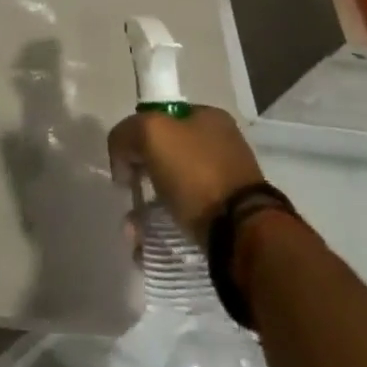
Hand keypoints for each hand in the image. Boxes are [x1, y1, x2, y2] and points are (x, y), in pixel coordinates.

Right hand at [107, 105, 265, 241]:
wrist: (242, 234)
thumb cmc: (196, 172)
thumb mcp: (151, 133)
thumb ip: (126, 134)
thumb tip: (124, 160)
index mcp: (209, 118)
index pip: (162, 118)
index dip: (138, 136)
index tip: (127, 162)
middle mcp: (220, 146)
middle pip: (166, 157)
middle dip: (141, 178)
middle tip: (129, 197)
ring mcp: (227, 185)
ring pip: (173, 192)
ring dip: (148, 211)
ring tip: (134, 234)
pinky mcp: (228, 222)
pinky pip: (186, 221)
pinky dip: (164, 231)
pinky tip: (148, 247)